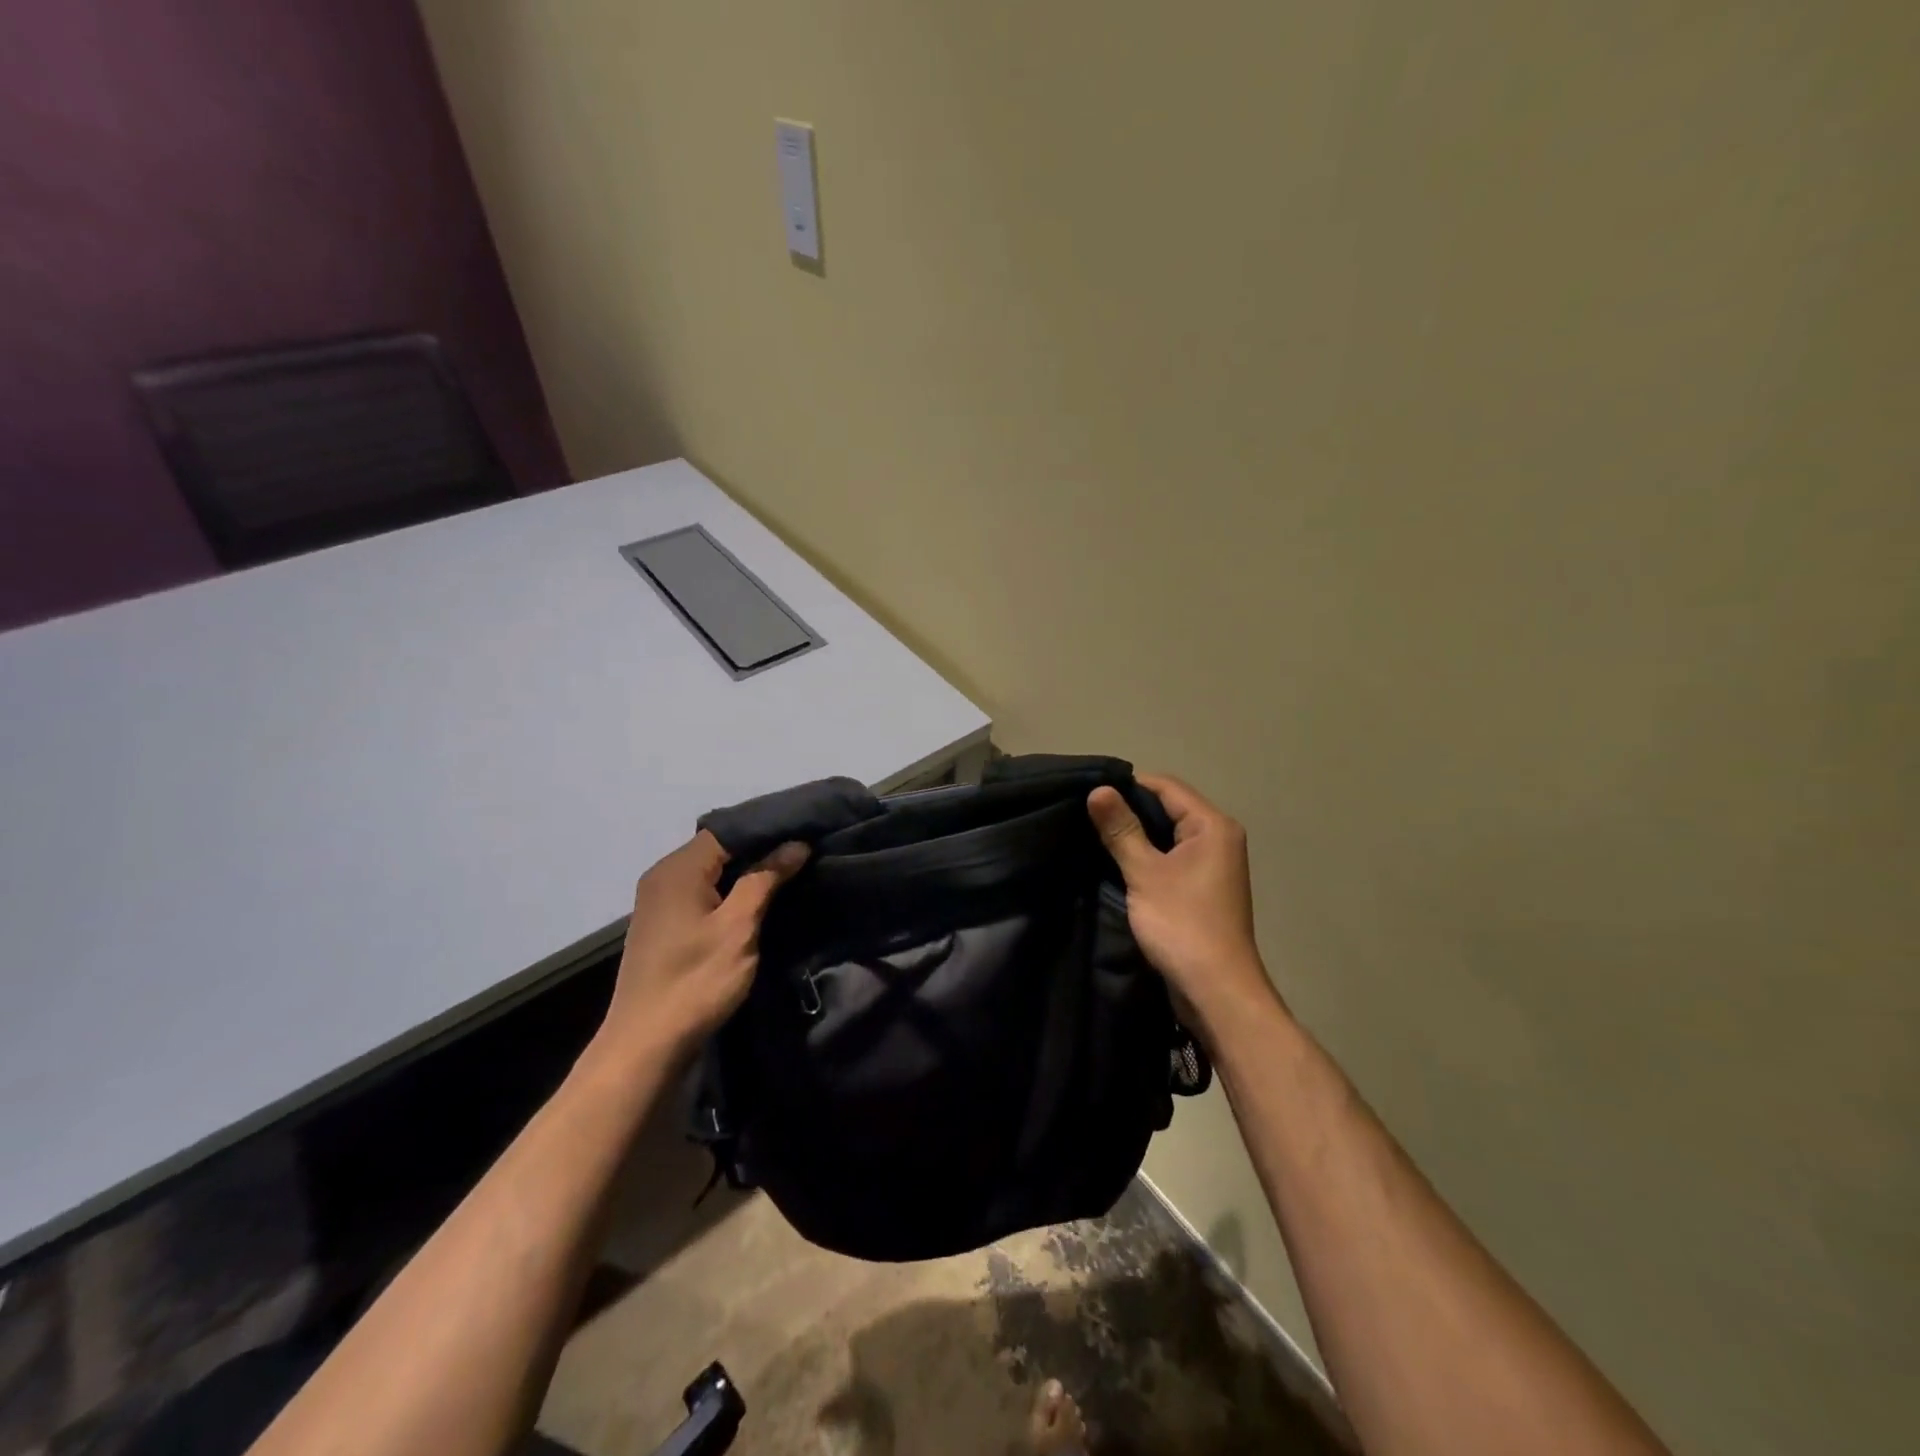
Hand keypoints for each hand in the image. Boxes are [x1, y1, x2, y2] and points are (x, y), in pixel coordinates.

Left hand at [595, 830, 808, 1067]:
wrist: (646, 1046)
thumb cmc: (695, 981)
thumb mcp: (738, 928)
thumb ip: (765, 879)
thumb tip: (795, 844)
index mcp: (678, 868)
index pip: (728, 829)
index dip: (768, 828)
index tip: (806, 829)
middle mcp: (663, 876)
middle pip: (719, 847)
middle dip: (761, 848)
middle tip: (805, 849)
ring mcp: (660, 902)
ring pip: (712, 871)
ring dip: (747, 871)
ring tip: (791, 870)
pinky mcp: (664, 925)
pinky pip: (703, 893)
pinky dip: (730, 891)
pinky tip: (759, 899)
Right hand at [1088, 773, 1283, 1044]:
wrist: (1216, 991)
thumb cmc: (1183, 925)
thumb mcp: (1145, 873)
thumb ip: (1121, 830)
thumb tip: (1098, 790)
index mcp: (1213, 825)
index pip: (1166, 786)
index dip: (1128, 785)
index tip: (1089, 793)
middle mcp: (1218, 838)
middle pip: (1169, 807)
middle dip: (1129, 809)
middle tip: (1086, 814)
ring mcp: (1213, 865)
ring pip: (1168, 835)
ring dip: (1136, 835)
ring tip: (1095, 836)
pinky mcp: (1202, 888)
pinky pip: (1171, 858)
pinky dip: (1147, 856)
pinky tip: (1117, 863)